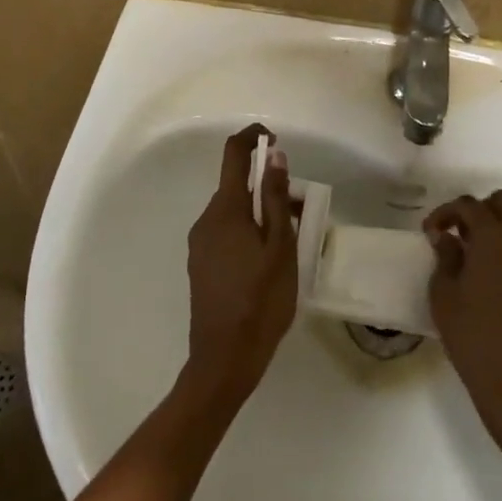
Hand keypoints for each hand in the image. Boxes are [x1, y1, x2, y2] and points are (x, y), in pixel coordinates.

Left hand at [182, 124, 298, 405]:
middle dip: (268, 187)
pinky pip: (226, 232)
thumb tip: (275, 156)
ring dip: (261, 212)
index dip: (253, 138)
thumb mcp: (281, 248)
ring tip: (291, 241)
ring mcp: (200, 243)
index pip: (233, 154)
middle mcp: (206, 219)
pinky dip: (248, 231)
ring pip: (233, 211)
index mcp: (225, 210)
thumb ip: (278, 200)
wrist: (223, 362)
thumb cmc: (260, 301)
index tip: (276, 141)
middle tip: (301, 211)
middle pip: (236, 186)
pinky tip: (268, 261)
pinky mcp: (200, 264)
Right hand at [426, 190, 501, 456]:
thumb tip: (446, 237)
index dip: (445, 213)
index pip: (468, 205)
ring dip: (500, 223)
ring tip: (478, 249)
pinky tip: (497, 268)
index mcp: (493, 236)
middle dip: (479, 209)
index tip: (430, 232)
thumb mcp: (444, 294)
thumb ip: (445, 257)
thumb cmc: (473, 335)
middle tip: (458, 233)